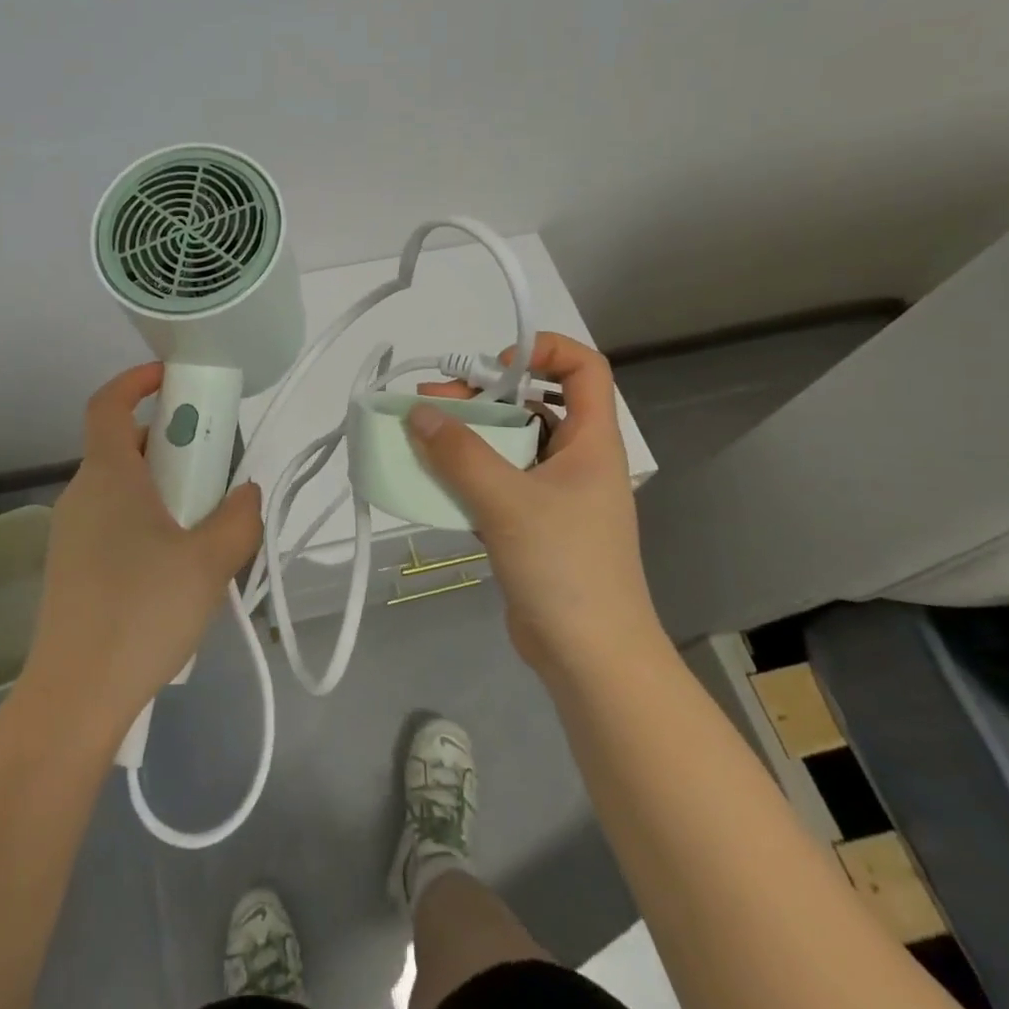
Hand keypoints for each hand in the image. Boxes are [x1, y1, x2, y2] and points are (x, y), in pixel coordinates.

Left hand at [20, 363, 263, 738]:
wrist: (76, 696)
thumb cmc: (142, 612)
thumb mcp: (210, 562)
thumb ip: (239, 518)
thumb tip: (246, 493)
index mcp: (108, 476)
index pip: (108, 404)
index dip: (136, 380)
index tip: (173, 378)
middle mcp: (82, 494)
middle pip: (125, 446)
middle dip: (172, 443)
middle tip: (215, 467)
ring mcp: (72, 533)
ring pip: (123, 487)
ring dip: (164, 487)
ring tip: (206, 524)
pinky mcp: (73, 568)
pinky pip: (115, 522)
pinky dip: (148, 520)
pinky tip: (178, 566)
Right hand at [409, 333, 661, 678]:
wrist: (590, 657)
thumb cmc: (564, 567)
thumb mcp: (507, 502)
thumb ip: (459, 454)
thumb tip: (417, 412)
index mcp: (591, 441)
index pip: (584, 368)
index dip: (543, 351)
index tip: (494, 367)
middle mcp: (576, 459)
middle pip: (533, 403)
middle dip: (482, 396)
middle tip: (431, 404)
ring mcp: (555, 494)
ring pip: (510, 445)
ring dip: (468, 437)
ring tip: (420, 439)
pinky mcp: (533, 525)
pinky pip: (497, 482)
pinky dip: (466, 474)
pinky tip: (432, 481)